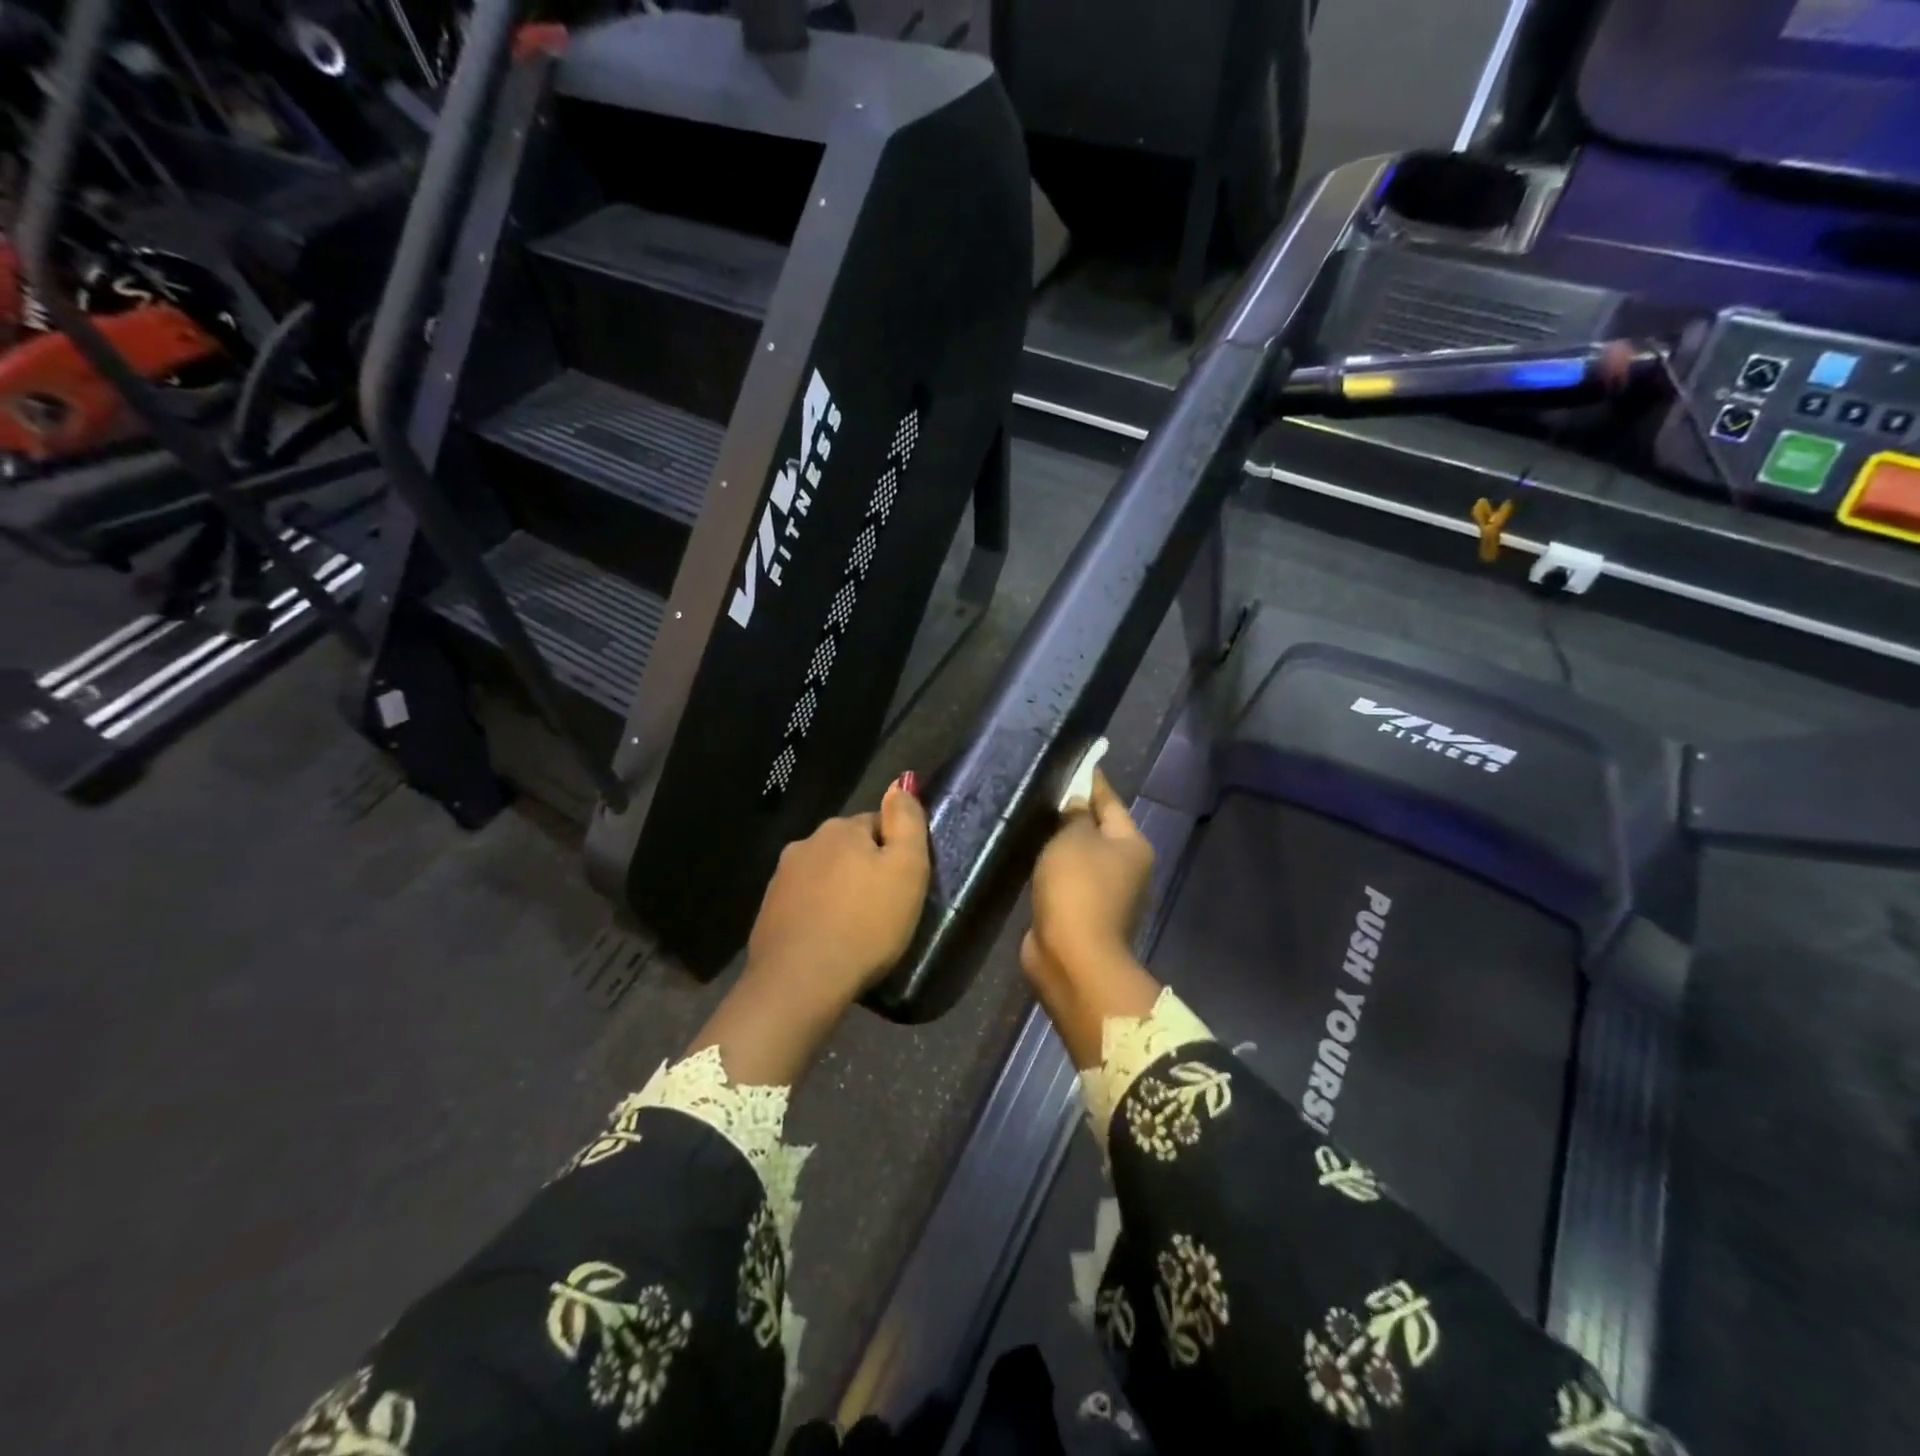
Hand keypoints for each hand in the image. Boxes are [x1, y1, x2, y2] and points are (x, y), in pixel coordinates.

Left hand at [747, 778, 930, 1009]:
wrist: (800, 982)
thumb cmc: (866, 924)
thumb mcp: (907, 869)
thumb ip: (907, 821)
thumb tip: (901, 783)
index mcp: (841, 828)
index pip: (878, 824)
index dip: (896, 852)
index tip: (905, 885)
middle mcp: (806, 843)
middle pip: (849, 848)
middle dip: (865, 870)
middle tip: (885, 908)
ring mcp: (781, 878)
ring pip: (825, 875)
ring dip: (841, 892)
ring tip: (858, 929)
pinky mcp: (768, 911)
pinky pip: (805, 903)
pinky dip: (819, 914)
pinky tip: (830, 940)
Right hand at [1021, 771, 1161, 1067]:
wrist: (1072, 957)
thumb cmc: (1077, 888)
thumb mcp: (1073, 839)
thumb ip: (1074, 816)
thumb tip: (1076, 804)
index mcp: (1131, 844)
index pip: (1110, 801)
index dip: (1091, 780)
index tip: (1076, 761)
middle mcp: (1126, 867)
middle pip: (1099, 829)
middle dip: (1075, 812)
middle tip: (1046, 790)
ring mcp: (1106, 894)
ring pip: (1081, 856)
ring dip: (1062, 843)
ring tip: (1035, 820)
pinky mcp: (1083, 913)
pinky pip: (1068, 879)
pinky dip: (1054, 868)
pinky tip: (1034, 856)